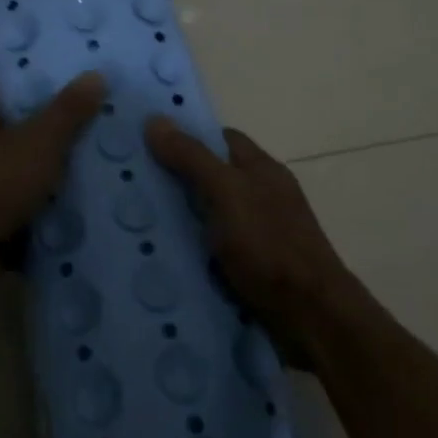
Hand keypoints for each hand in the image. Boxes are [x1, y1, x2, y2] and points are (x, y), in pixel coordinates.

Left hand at [0, 72, 106, 303]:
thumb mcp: (39, 139)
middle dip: (36, 129)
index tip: (49, 79)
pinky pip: (14, 212)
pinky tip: (71, 211)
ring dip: (38, 175)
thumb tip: (95, 74)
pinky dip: (36, 213)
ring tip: (86, 167)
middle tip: (81, 122)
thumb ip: (67, 110)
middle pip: (2, 132)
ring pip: (10, 174)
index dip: (14, 81)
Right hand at [144, 117, 351, 359]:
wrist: (310, 318)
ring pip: (207, 218)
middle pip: (211, 178)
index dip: (186, 137)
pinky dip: (188, 254)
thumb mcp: (226, 193)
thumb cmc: (270, 246)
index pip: (220, 139)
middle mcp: (261, 197)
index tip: (145, 144)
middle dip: (174, 181)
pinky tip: (158, 260)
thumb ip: (192, 158)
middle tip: (127, 186)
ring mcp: (257, 235)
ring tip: (130, 223)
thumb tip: (155, 120)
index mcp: (261, 170)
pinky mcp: (249, 270)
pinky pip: (210, 252)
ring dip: (177, 222)